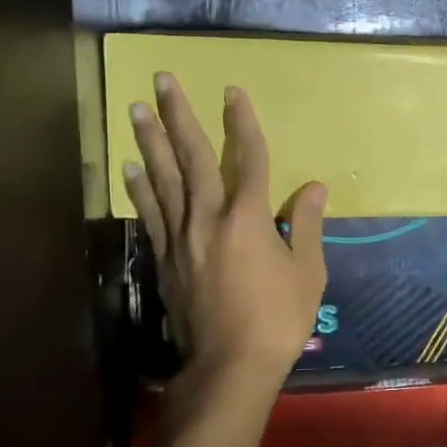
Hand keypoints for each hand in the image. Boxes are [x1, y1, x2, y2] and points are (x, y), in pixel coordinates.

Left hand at [123, 74, 326, 379]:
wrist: (230, 366)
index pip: (249, 159)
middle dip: (178, 116)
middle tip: (160, 79)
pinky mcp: (166, 260)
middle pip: (192, 158)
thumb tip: (316, 187)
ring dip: (149, 142)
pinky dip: (140, 189)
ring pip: (163, 180)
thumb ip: (308, 226)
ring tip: (135, 110)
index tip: (232, 92)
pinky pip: (151, 215)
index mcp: (249, 219)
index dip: (242, 122)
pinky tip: (130, 169)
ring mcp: (182, 239)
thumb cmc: (278, 319)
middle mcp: (209, 219)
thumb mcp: (308, 273)